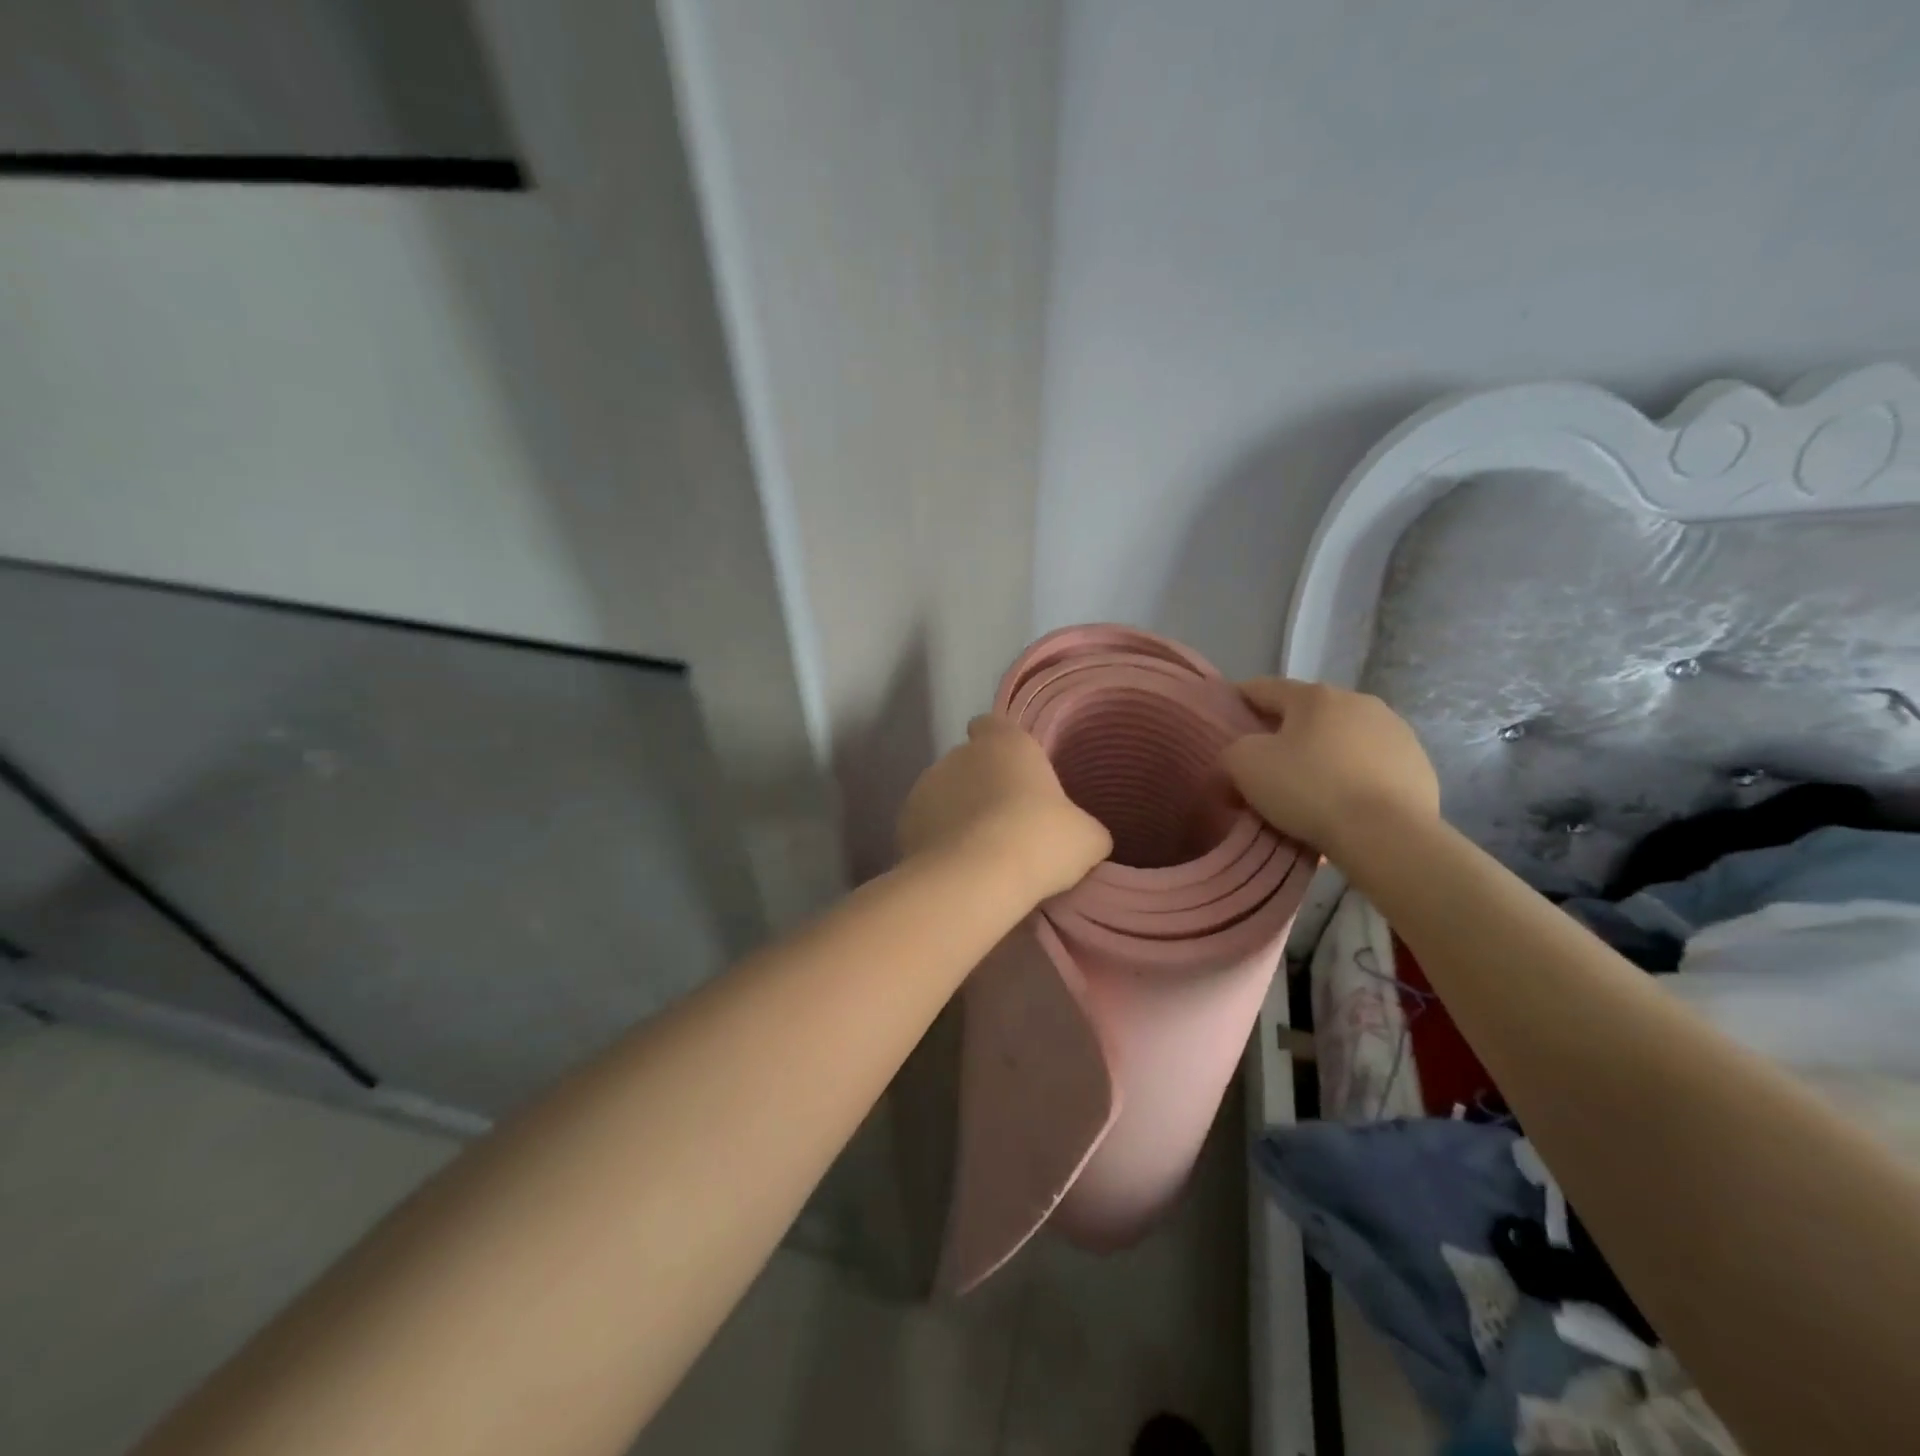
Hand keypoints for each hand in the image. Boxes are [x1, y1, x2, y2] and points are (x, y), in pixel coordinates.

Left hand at [898, 716, 1111, 900]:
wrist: (976, 879)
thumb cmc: (1040, 840)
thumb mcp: (1087, 838)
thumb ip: (1082, 826)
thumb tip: (1081, 835)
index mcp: (1004, 742)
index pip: (992, 724)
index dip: (1000, 744)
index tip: (1013, 771)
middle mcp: (959, 754)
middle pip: (969, 763)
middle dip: (981, 787)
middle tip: (1007, 825)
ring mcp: (925, 786)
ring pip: (944, 796)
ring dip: (957, 815)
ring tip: (979, 854)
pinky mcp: (903, 823)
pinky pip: (926, 828)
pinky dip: (938, 843)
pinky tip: (956, 871)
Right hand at [1220, 678, 1439, 854]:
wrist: (1387, 835)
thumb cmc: (1309, 789)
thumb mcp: (1245, 766)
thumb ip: (1230, 752)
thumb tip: (1237, 760)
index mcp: (1315, 696)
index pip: (1264, 688)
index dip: (1239, 699)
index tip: (1225, 718)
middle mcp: (1358, 702)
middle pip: (1307, 713)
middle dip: (1285, 732)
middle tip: (1265, 763)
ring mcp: (1396, 732)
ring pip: (1343, 738)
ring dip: (1323, 753)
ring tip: (1308, 788)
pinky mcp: (1418, 765)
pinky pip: (1371, 765)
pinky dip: (1353, 777)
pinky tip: (1343, 804)